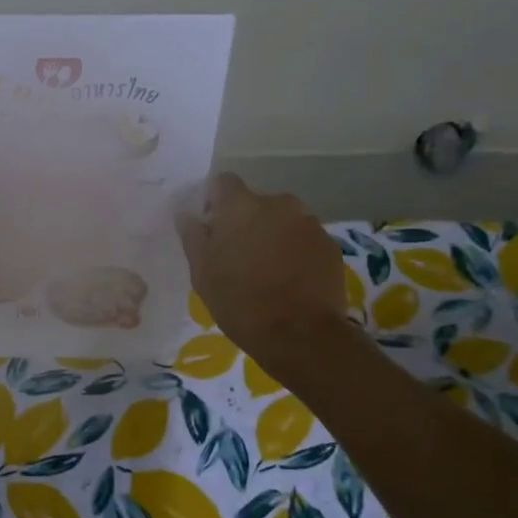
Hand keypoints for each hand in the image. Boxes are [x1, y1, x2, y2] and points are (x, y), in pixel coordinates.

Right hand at [177, 173, 347, 370]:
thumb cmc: (241, 303)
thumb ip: (193, 237)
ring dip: (272, 237)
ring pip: (282, 221)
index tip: (211, 228)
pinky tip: (290, 281)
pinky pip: (304, 240)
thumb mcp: (203, 274)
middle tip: (238, 257)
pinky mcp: (330, 245)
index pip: (223, 182)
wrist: (302, 335)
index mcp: (241, 206)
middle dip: (246, 222)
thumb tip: (187, 214)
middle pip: (255, 203)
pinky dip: (295, 252)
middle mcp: (278, 203)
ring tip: (267, 273)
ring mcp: (309, 223)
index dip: (214, 201)